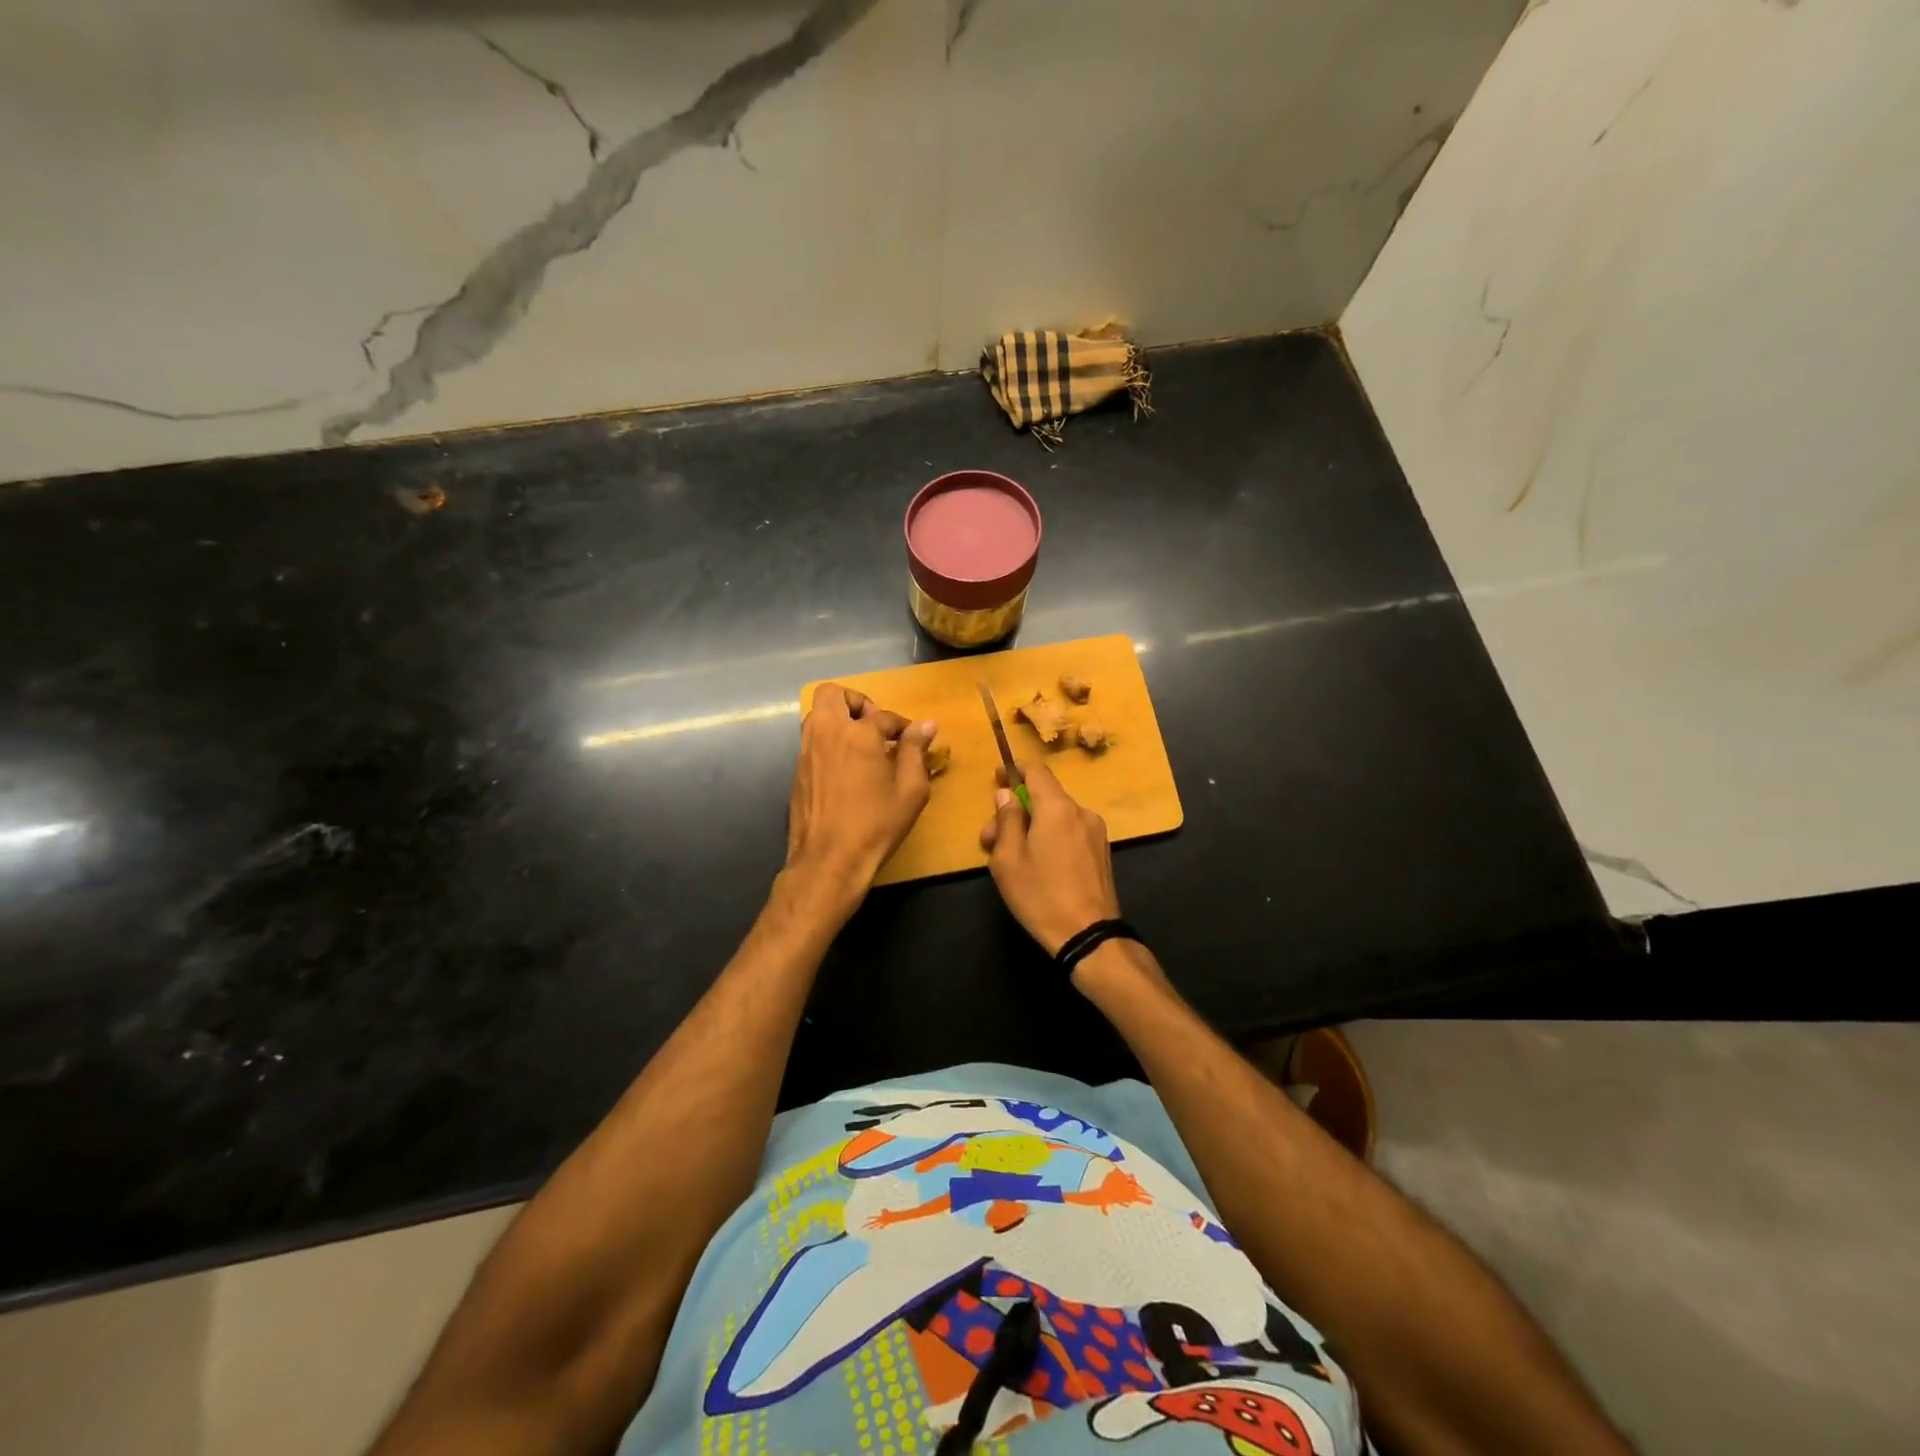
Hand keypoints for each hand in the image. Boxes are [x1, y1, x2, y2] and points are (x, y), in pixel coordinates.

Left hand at [786, 683, 936, 892]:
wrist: (829, 860)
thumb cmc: (876, 825)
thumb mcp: (910, 790)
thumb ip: (916, 751)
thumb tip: (925, 724)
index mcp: (857, 734)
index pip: (883, 715)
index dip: (901, 725)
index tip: (912, 739)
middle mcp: (826, 734)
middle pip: (832, 694)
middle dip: (856, 702)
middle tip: (874, 726)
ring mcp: (806, 752)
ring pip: (816, 715)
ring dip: (838, 719)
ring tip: (861, 746)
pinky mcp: (797, 772)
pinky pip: (811, 741)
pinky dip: (828, 742)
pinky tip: (846, 769)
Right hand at [978, 759, 1121, 955]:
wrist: (1089, 935)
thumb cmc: (1041, 895)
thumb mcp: (1008, 858)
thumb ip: (1007, 820)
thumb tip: (1006, 794)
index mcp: (1058, 808)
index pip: (1037, 771)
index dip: (1015, 770)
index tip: (997, 777)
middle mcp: (1081, 812)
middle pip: (1044, 797)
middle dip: (1016, 811)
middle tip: (990, 839)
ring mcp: (1096, 832)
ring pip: (1057, 817)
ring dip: (1032, 827)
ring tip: (1013, 857)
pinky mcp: (1102, 852)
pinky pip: (1070, 832)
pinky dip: (1051, 837)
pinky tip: (1039, 865)